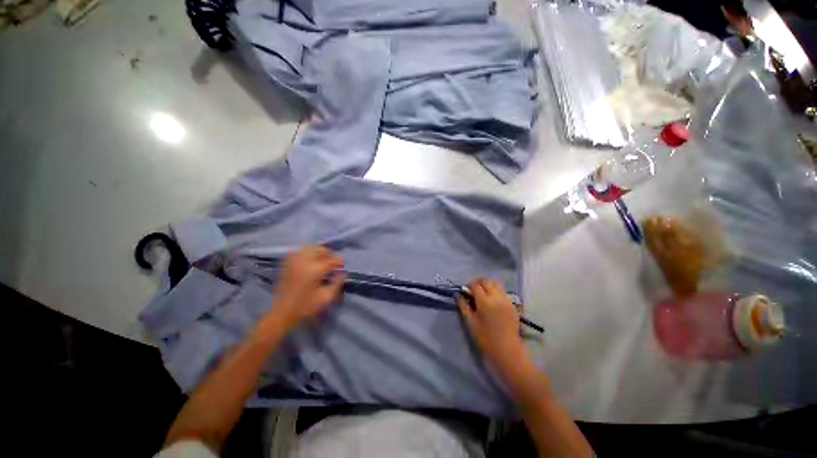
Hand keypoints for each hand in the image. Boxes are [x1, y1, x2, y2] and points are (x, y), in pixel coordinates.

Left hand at [269, 245, 344, 329]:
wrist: (281, 313)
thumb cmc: (305, 307)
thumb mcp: (326, 297)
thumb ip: (337, 283)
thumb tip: (342, 272)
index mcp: (314, 270)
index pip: (331, 260)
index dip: (339, 262)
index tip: (342, 267)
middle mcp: (303, 261)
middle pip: (320, 249)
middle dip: (329, 255)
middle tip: (333, 263)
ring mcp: (293, 261)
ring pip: (309, 248)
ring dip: (318, 252)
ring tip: (322, 261)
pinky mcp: (286, 263)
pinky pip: (298, 251)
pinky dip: (307, 253)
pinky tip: (310, 261)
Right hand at [457, 278, 523, 369]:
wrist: (507, 351)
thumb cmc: (485, 338)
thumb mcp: (470, 323)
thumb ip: (463, 306)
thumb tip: (458, 295)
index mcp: (484, 301)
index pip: (475, 284)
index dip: (468, 285)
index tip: (465, 291)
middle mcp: (496, 297)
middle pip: (486, 281)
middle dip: (478, 282)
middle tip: (473, 290)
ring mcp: (506, 300)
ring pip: (496, 283)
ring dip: (488, 285)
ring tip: (483, 293)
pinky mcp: (512, 304)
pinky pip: (502, 291)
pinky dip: (495, 290)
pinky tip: (492, 301)